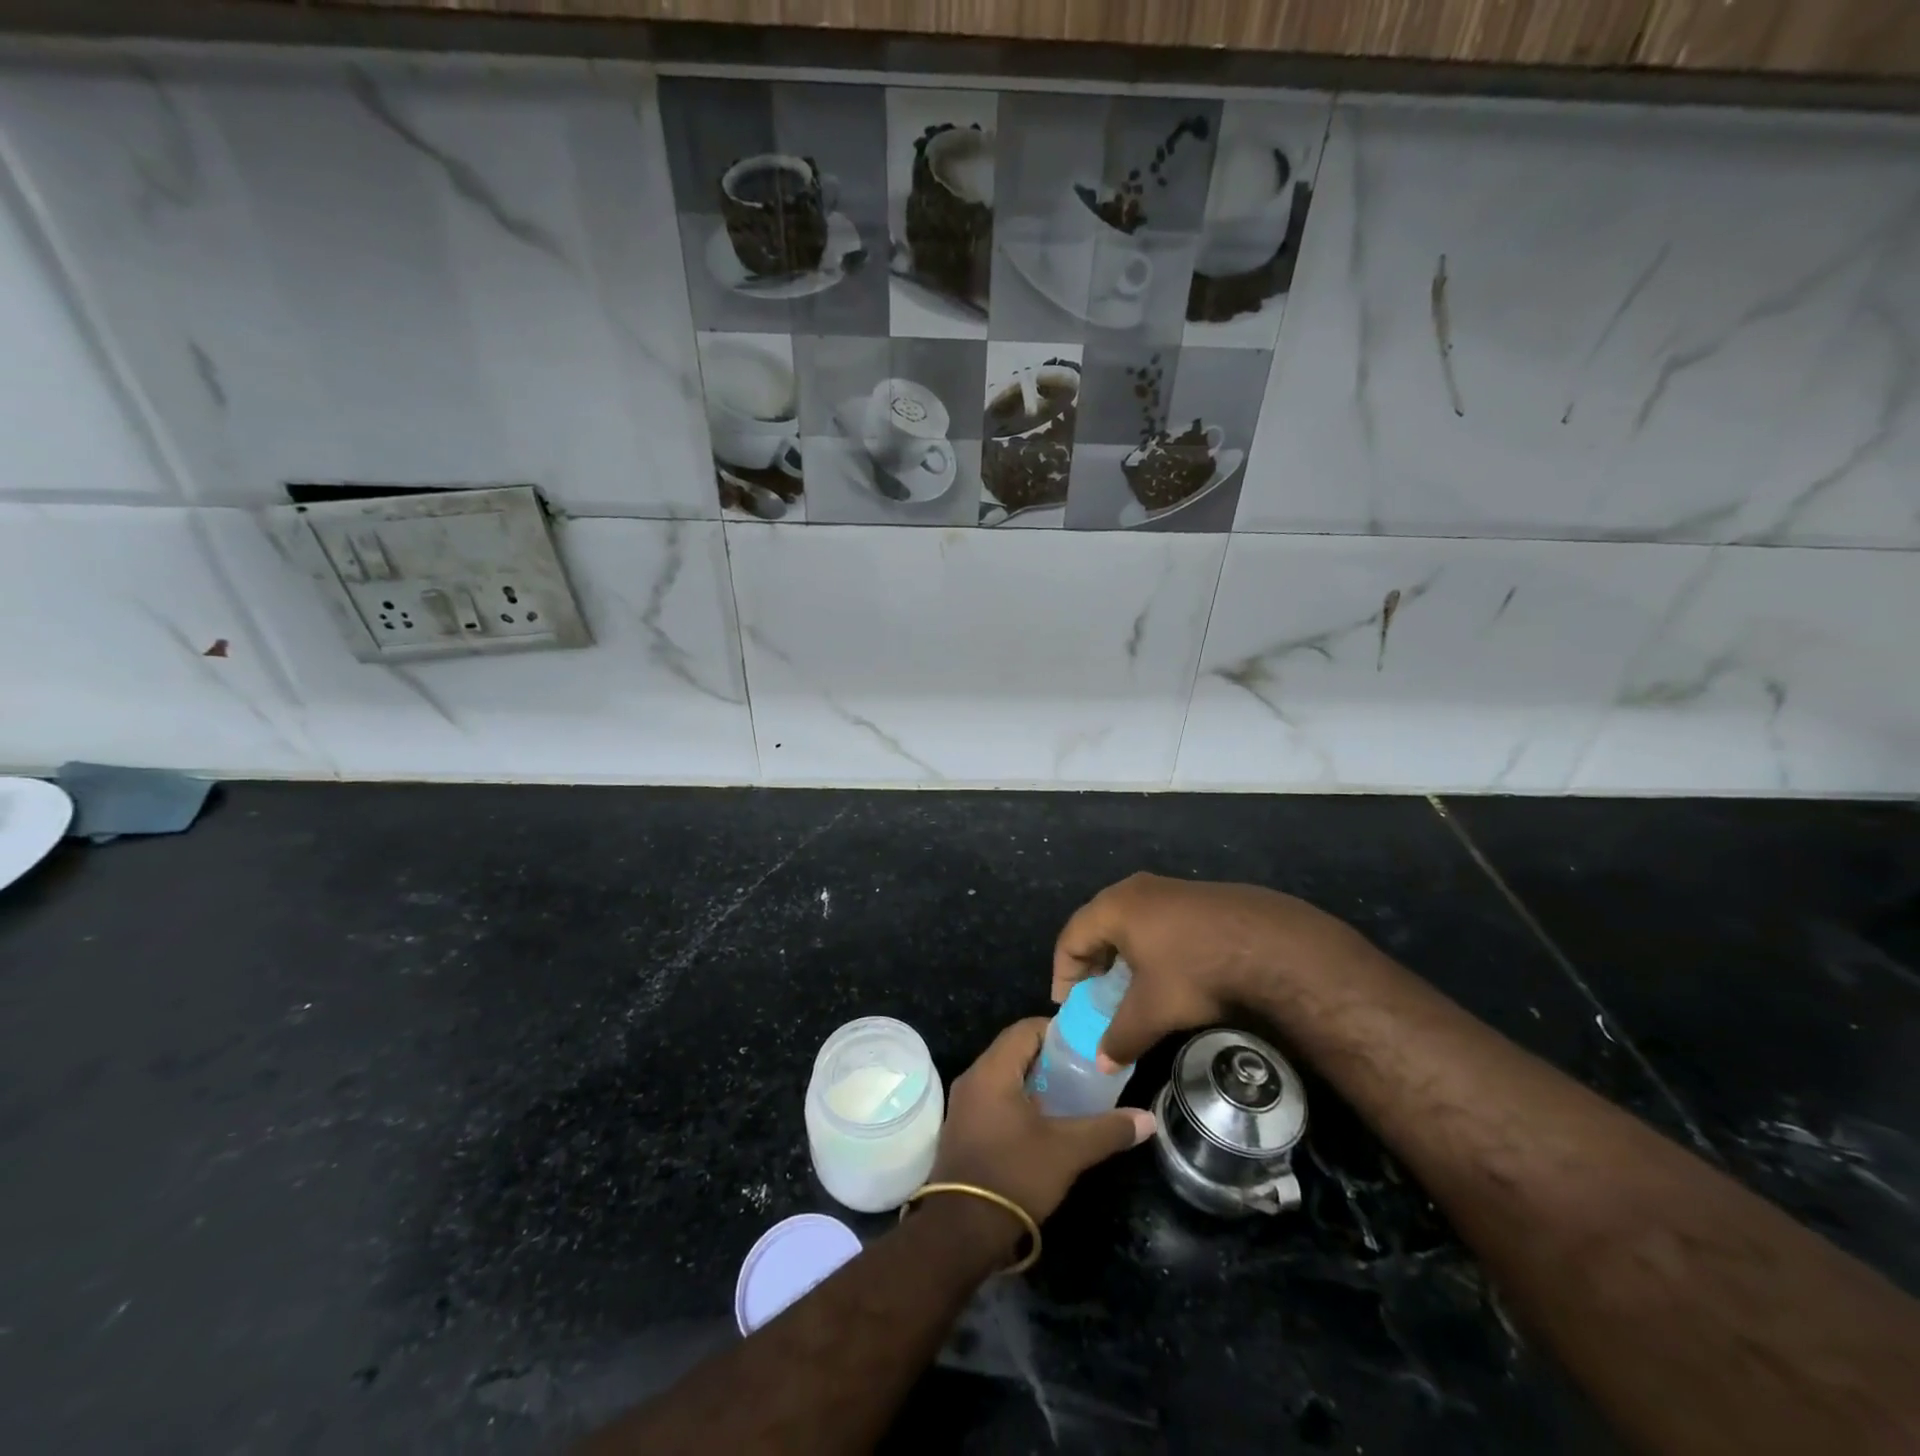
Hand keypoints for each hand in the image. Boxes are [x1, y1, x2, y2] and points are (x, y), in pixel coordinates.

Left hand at [929, 1018, 1153, 1223]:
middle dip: (1049, 1057)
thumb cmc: (1014, 1176)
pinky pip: (994, 1098)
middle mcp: (973, 1078)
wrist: (961, 1231)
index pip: (1025, 1028)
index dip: (1057, 1031)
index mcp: (992, 1070)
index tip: (1086, 1045)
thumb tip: (1148, 1119)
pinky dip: (1019, 1100)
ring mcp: (964, 1105)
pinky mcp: (963, 1129)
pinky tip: (1043, 1123)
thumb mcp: (1067, 1152)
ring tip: (1070, 1096)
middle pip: (1014, 1050)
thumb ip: (1107, 1130)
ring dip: (1034, 1081)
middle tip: (1083, 1071)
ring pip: (1004, 1076)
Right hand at [1051, 872, 1370, 1070]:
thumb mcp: (1153, 1011)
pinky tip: (1170, 970)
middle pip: (1098, 923)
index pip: (1071, 936)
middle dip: (1092, 960)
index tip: (1066, 1003)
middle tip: (1094, 992)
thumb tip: (1102, 1063)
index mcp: (1114, 907)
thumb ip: (1121, 1036)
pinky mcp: (1199, 896)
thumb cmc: (1196, 971)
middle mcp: (1136, 889)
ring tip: (1130, 984)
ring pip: (1130, 920)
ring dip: (1122, 952)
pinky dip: (1151, 944)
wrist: (1271, 944)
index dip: (1063, 972)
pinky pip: (1158, 919)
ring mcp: (1170, 888)